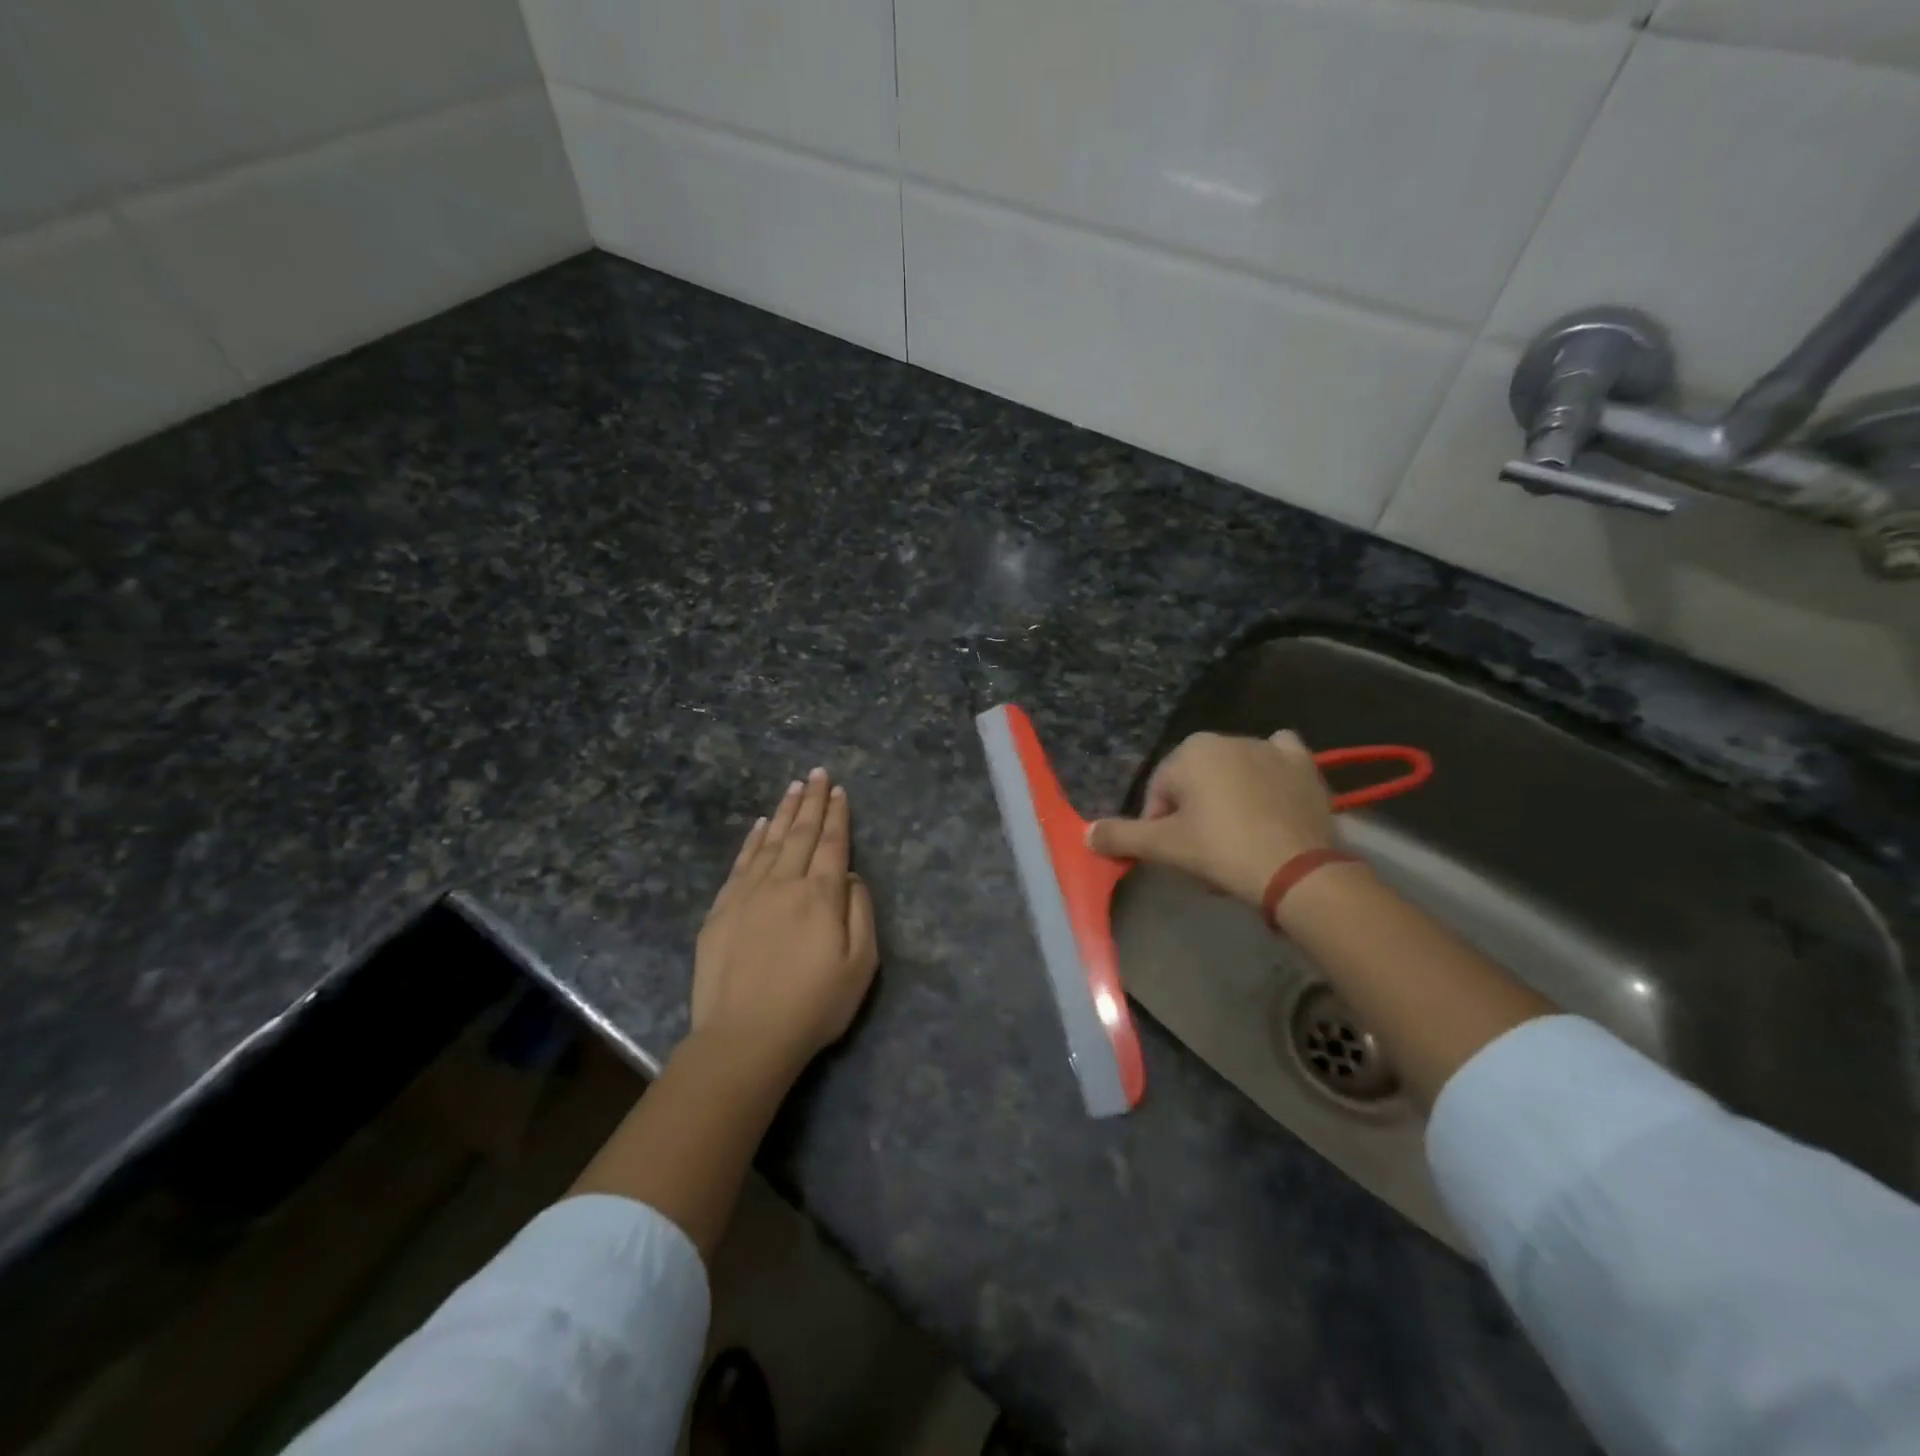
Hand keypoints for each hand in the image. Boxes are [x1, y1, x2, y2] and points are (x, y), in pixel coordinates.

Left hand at [693, 768, 878, 1075]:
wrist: (744, 1038)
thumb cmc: (813, 1006)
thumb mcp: (860, 966)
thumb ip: (860, 913)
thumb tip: (850, 877)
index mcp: (821, 896)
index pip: (833, 844)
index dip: (838, 816)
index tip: (840, 791)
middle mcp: (785, 883)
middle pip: (801, 834)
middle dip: (812, 801)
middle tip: (817, 773)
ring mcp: (749, 894)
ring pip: (771, 842)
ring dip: (784, 812)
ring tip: (793, 787)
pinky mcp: (722, 910)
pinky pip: (741, 863)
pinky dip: (753, 840)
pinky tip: (760, 825)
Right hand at [1087, 731, 1336, 906]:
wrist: (1298, 871)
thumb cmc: (1221, 850)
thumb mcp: (1163, 847)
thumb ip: (1121, 836)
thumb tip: (1086, 833)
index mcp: (1190, 751)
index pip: (1159, 792)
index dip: (1159, 826)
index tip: (1174, 855)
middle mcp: (1228, 738)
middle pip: (1195, 782)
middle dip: (1194, 813)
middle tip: (1205, 853)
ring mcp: (1269, 748)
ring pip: (1233, 773)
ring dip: (1227, 798)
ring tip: (1237, 840)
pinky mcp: (1304, 765)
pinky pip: (1278, 759)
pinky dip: (1270, 771)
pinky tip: (1271, 795)